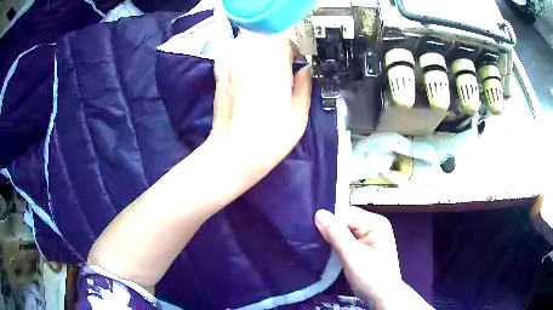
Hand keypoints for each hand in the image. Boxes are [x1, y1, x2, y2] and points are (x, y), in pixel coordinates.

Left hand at [208, 32, 311, 182]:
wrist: (233, 154)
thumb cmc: (270, 139)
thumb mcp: (299, 116)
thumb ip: (304, 86)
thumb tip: (306, 70)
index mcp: (273, 69)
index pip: (283, 41)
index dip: (293, 50)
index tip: (297, 64)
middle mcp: (250, 61)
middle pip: (264, 38)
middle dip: (276, 47)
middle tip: (282, 64)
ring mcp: (231, 67)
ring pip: (246, 42)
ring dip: (258, 48)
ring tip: (264, 65)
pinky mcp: (219, 75)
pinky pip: (229, 53)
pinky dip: (238, 53)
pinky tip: (244, 66)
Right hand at [315, 207, 432, 308]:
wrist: (382, 298)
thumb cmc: (372, 278)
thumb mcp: (353, 256)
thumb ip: (337, 235)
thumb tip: (319, 213)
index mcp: (375, 222)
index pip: (345, 213)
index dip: (328, 222)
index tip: (311, 233)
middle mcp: (373, 225)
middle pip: (344, 221)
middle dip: (329, 231)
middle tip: (312, 242)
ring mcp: (369, 236)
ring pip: (343, 231)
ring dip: (331, 239)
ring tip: (317, 248)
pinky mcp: (363, 246)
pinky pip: (345, 240)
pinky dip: (335, 246)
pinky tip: (327, 253)